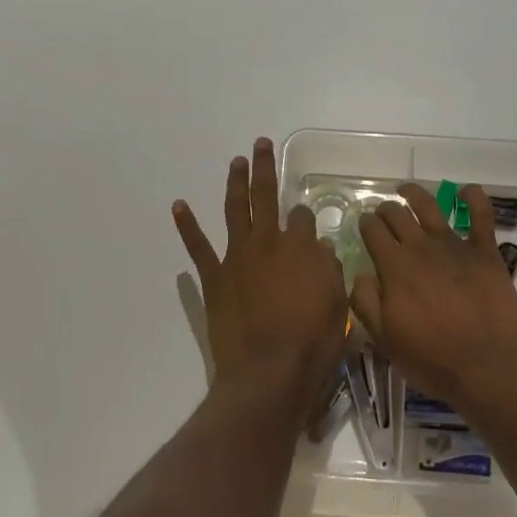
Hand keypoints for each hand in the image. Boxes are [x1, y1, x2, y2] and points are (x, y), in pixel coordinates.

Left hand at [174, 138, 348, 426]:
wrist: (269, 372)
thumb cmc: (312, 342)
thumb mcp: (338, 305)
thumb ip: (330, 271)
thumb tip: (322, 248)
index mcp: (301, 248)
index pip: (303, 218)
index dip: (305, 216)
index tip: (306, 219)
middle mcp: (269, 243)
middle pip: (266, 197)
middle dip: (264, 169)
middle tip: (260, 144)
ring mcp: (238, 258)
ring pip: (235, 210)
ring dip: (234, 183)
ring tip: (235, 161)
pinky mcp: (215, 278)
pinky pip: (198, 247)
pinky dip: (187, 225)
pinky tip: (179, 205)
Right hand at [350, 183, 516, 413]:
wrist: (487, 368)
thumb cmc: (431, 359)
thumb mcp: (384, 340)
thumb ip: (366, 302)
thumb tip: (361, 273)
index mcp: (394, 267)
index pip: (373, 231)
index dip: (365, 224)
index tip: (363, 224)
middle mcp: (422, 247)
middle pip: (398, 215)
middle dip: (385, 209)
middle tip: (382, 212)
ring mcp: (456, 246)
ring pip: (430, 207)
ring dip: (415, 194)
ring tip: (406, 189)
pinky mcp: (485, 253)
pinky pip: (481, 216)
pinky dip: (474, 198)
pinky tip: (467, 190)